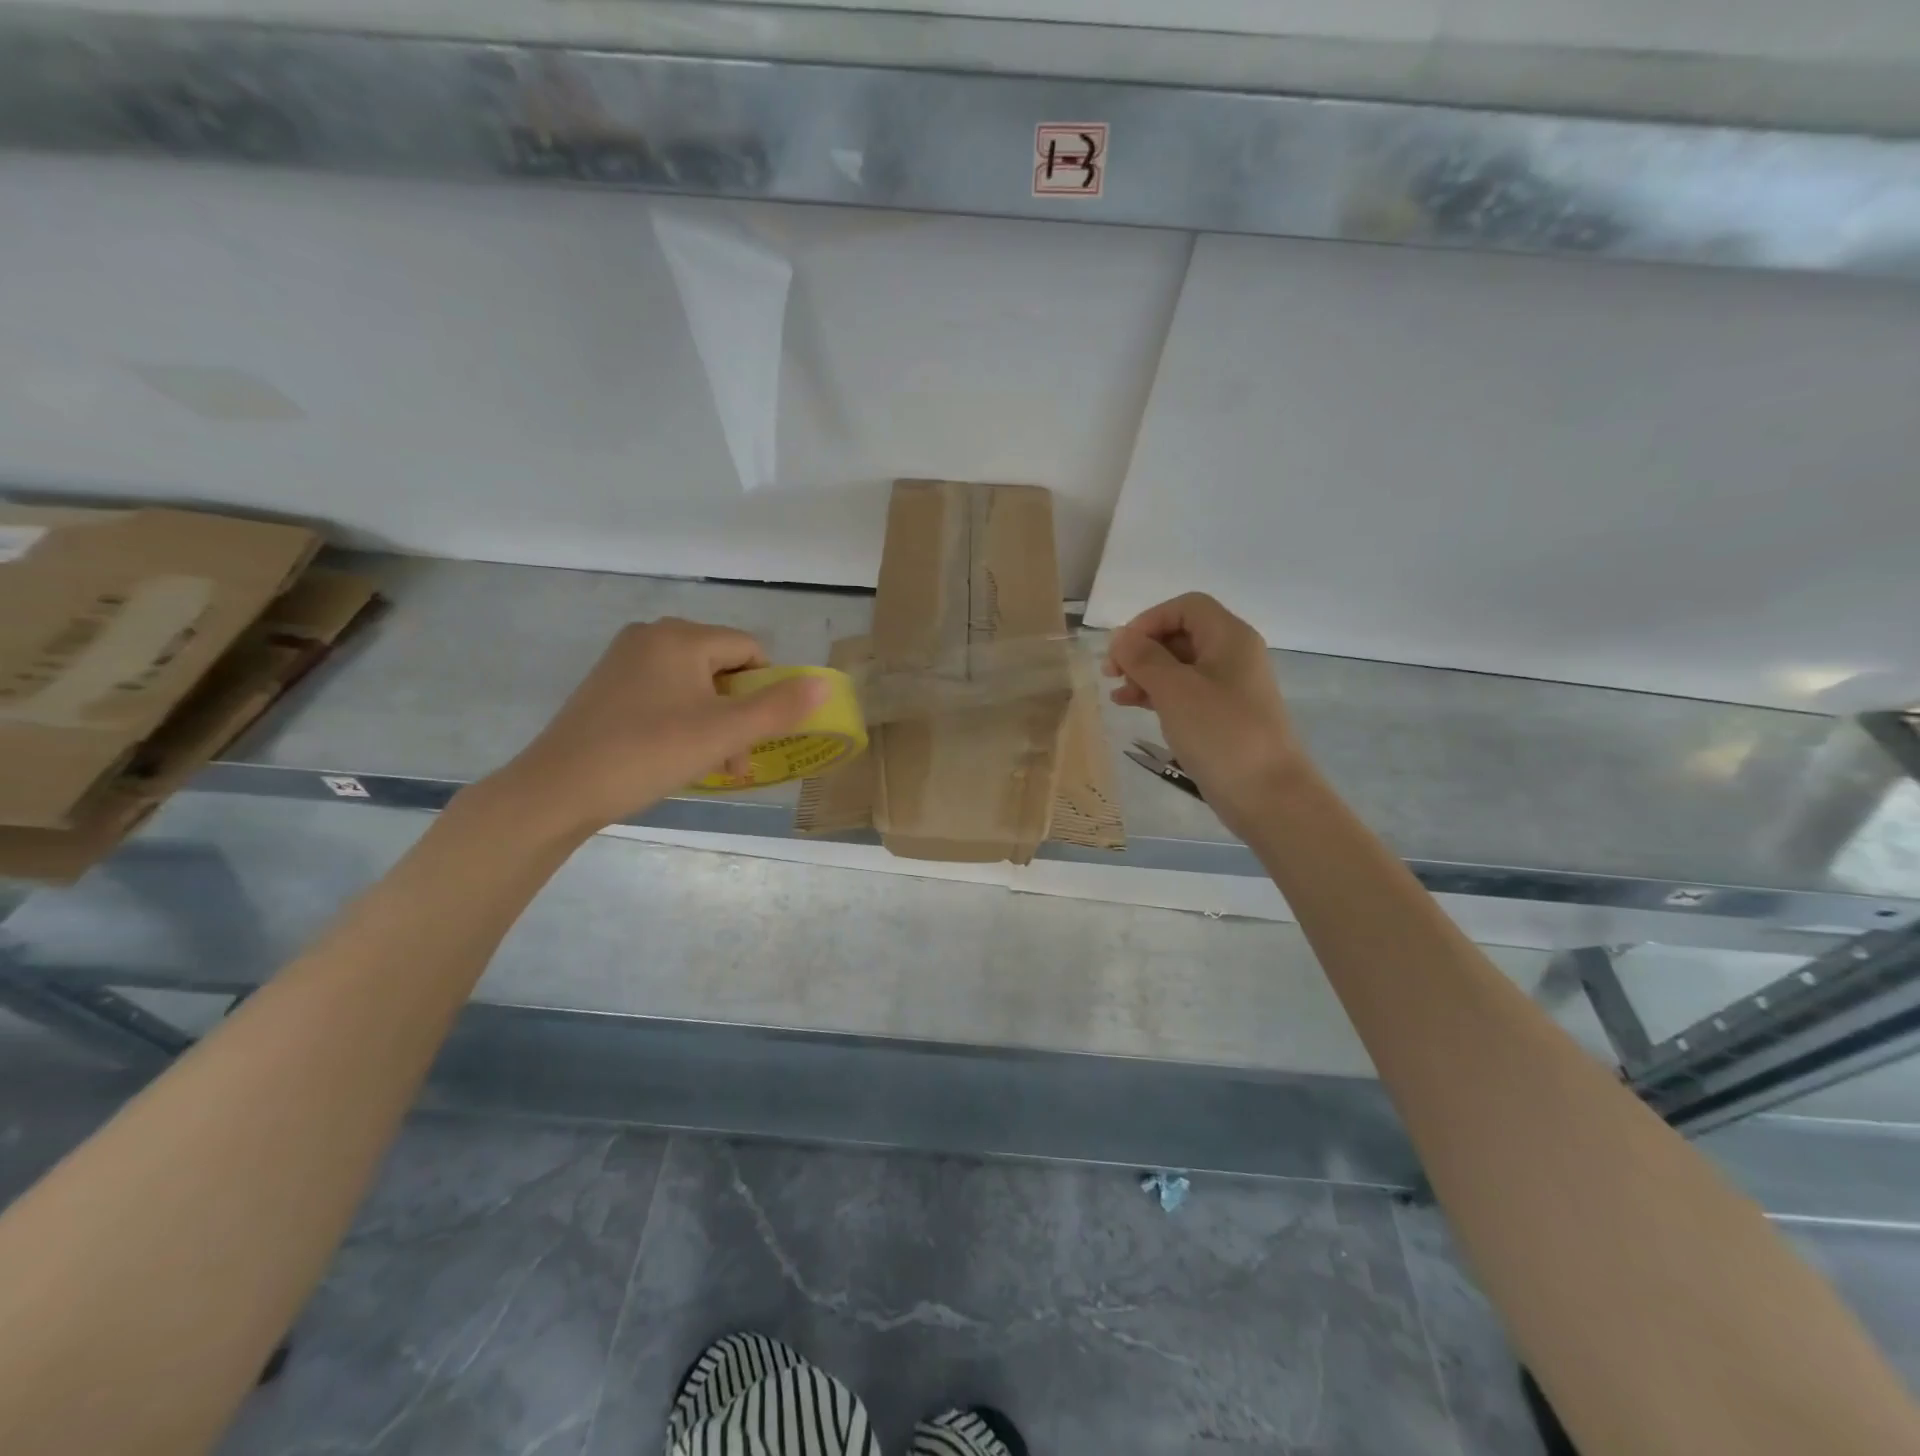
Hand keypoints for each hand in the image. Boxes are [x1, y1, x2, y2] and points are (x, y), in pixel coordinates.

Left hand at [482, 618, 826, 837]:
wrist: (558, 789)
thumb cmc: (648, 753)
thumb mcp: (723, 733)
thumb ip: (779, 708)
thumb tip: (824, 684)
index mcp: (681, 637)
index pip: (749, 650)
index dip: (765, 691)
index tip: (755, 734)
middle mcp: (652, 636)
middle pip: (722, 666)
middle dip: (738, 712)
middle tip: (733, 757)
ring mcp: (625, 660)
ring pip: (694, 684)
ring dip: (713, 722)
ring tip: (709, 764)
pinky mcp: (607, 686)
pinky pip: (664, 693)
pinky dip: (681, 720)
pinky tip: (673, 755)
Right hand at [1103, 593, 1308, 831]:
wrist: (1268, 795)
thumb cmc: (1221, 733)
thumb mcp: (1175, 690)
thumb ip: (1144, 658)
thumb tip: (1121, 638)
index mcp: (1230, 638)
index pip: (1186, 607)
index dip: (1149, 620)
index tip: (1122, 649)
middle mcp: (1233, 656)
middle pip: (1182, 634)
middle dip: (1143, 649)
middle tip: (1111, 673)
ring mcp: (1230, 688)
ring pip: (1180, 666)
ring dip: (1146, 674)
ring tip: (1117, 695)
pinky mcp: (1223, 717)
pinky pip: (1186, 694)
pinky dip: (1159, 695)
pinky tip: (1134, 708)